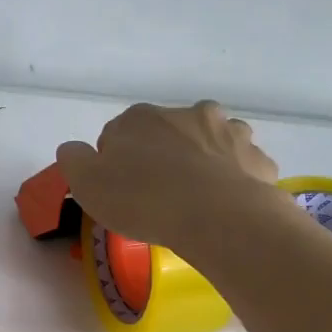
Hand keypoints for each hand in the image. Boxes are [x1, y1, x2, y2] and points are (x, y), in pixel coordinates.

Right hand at [56, 100, 280, 248]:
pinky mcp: (258, 159)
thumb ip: (74, 160)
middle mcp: (187, 114)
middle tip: (157, 197)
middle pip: (167, 134)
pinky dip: (233, 181)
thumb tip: (73, 148)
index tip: (120, 191)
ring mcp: (229, 133)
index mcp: (141, 118)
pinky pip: (240, 168)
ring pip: (210, 144)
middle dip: (163, 157)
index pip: (119, 134)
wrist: (216, 218)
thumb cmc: (143, 200)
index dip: (117, 164)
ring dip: (202, 162)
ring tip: (195, 200)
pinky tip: (224, 206)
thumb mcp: (87, 184)